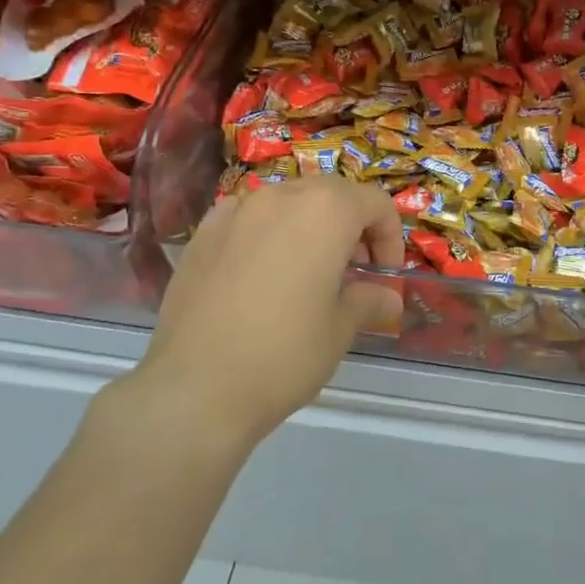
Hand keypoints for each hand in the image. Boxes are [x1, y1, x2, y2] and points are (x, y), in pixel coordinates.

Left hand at [130, 177, 403, 450]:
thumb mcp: (340, 330)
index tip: (384, 275)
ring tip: (308, 272)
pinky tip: (261, 272)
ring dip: (310, 226)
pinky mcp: (202, 234)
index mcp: (324, 211)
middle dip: (352, 226)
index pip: (375, 203)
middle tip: (353, 272)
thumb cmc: (283, 355)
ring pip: (288, 201)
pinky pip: (247, 217)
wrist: (194, 389)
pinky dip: (267, 232)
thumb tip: (388, 298)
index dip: (390, 236)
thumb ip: (368, 300)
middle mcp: (280, 196)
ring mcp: (235, 211)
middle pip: (332, 194)